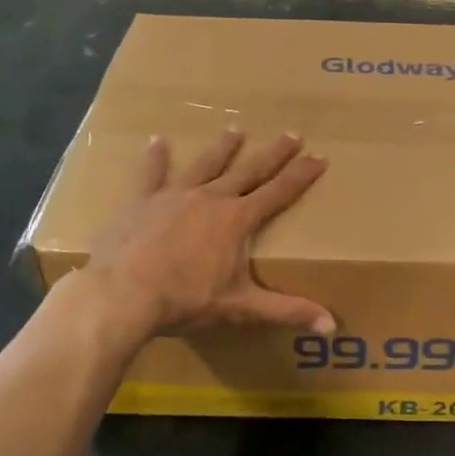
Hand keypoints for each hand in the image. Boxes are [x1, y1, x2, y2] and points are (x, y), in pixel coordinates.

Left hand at [78, 130, 334, 340]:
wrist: (122, 294)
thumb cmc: (184, 300)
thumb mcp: (241, 307)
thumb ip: (287, 311)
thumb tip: (331, 326)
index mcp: (237, 220)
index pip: (278, 193)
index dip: (301, 175)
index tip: (319, 156)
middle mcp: (210, 199)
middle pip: (248, 171)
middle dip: (273, 154)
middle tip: (292, 133)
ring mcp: (174, 196)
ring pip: (205, 165)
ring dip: (223, 148)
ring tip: (236, 129)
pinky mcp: (141, 202)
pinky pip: (151, 174)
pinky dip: (155, 157)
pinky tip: (157, 140)